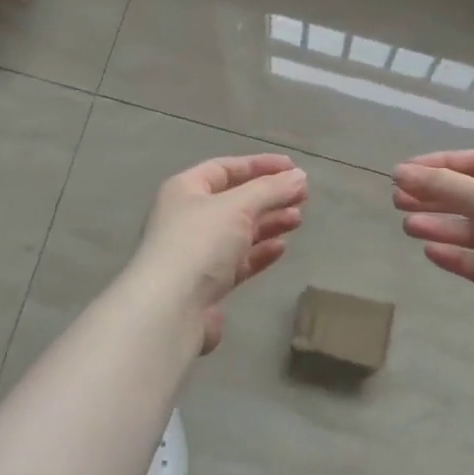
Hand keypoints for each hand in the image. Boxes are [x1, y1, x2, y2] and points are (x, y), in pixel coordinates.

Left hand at [134, 155, 308, 351]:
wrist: (170, 308)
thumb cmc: (199, 243)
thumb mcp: (237, 206)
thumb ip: (270, 190)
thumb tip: (299, 177)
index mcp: (184, 190)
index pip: (225, 169)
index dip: (259, 165)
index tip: (293, 168)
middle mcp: (187, 218)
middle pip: (233, 200)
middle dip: (268, 196)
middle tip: (303, 197)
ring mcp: (196, 253)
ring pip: (238, 231)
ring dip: (268, 223)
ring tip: (298, 220)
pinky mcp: (207, 284)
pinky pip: (238, 261)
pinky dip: (259, 252)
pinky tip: (281, 248)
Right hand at [393, 150, 473, 341]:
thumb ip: (440, 185)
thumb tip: (400, 172)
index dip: (437, 165)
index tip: (401, 173)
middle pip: (471, 197)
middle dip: (434, 198)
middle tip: (397, 200)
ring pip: (473, 231)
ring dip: (440, 226)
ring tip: (407, 227)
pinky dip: (456, 256)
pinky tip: (431, 252)